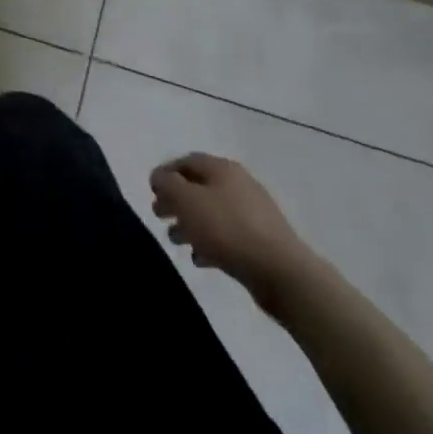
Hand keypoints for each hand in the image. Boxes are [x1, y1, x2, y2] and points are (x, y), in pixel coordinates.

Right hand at [149, 153, 316, 314]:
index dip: (166, 173)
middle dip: (176, 200)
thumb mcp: (187, 200)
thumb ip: (167, 184)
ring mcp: (253, 213)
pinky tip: (200, 259)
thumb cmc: (227, 229)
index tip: (151, 192)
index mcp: (222, 168)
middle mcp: (239, 184)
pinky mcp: (261, 241)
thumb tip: (159, 177)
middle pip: (199, 187)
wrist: (281, 272)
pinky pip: (227, 236)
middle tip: (159, 215)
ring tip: (175, 240)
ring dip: (190, 223)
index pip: (187, 161)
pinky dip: (209, 242)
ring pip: (212, 212)